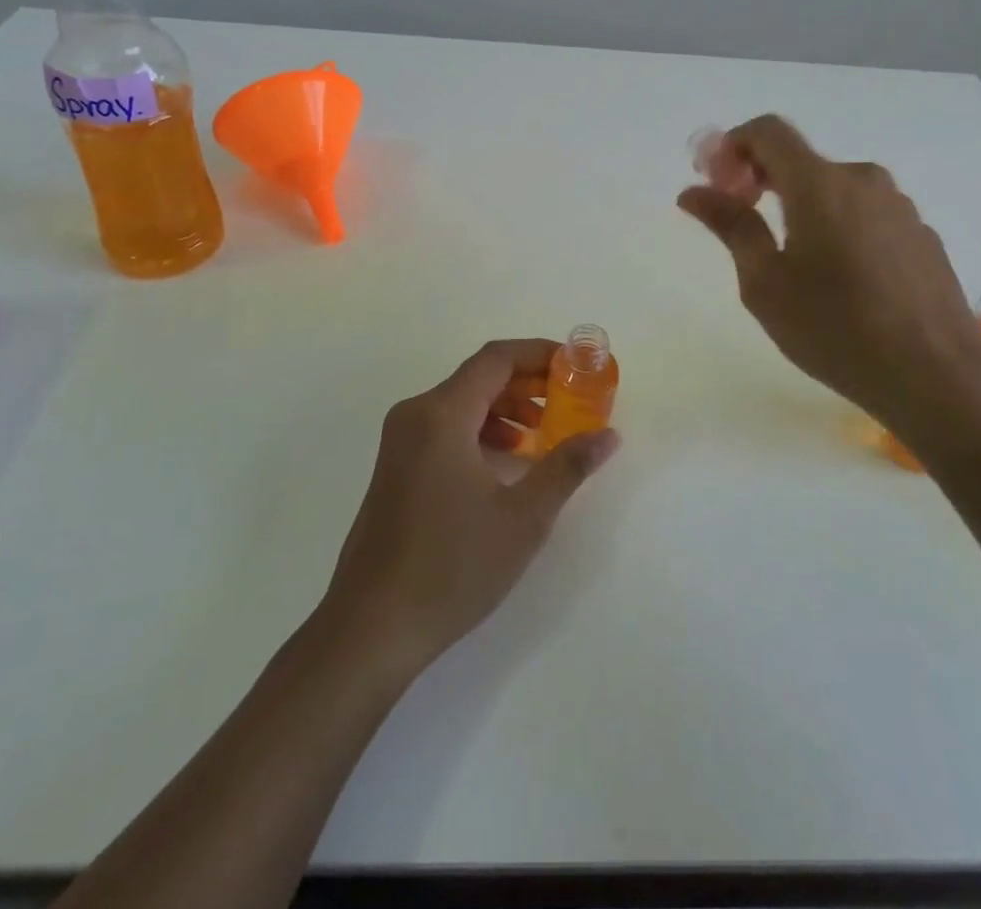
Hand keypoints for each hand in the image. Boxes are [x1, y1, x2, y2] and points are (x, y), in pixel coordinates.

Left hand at [324, 339, 620, 673]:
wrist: (372, 627)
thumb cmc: (452, 566)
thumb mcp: (523, 517)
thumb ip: (567, 466)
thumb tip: (608, 435)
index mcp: (441, 414)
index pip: (497, 358)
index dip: (540, 354)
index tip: (577, 365)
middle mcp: (415, 414)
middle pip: (479, 377)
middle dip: (528, 384)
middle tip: (571, 401)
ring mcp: (400, 441)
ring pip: (462, 403)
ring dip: (506, 409)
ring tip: (546, 434)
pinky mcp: (396, 467)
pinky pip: (445, 428)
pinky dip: (481, 430)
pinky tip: (508, 461)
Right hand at [677, 115, 980, 430]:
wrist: (937, 375)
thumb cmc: (835, 329)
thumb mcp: (765, 283)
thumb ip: (731, 226)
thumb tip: (692, 193)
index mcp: (819, 184)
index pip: (768, 131)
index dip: (732, 145)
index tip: (716, 182)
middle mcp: (862, 180)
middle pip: (800, 159)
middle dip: (761, 179)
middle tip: (741, 221)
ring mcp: (899, 206)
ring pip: (834, 188)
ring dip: (801, 204)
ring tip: (793, 260)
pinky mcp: (921, 234)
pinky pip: (865, 213)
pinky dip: (838, 225)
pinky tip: (840, 278)